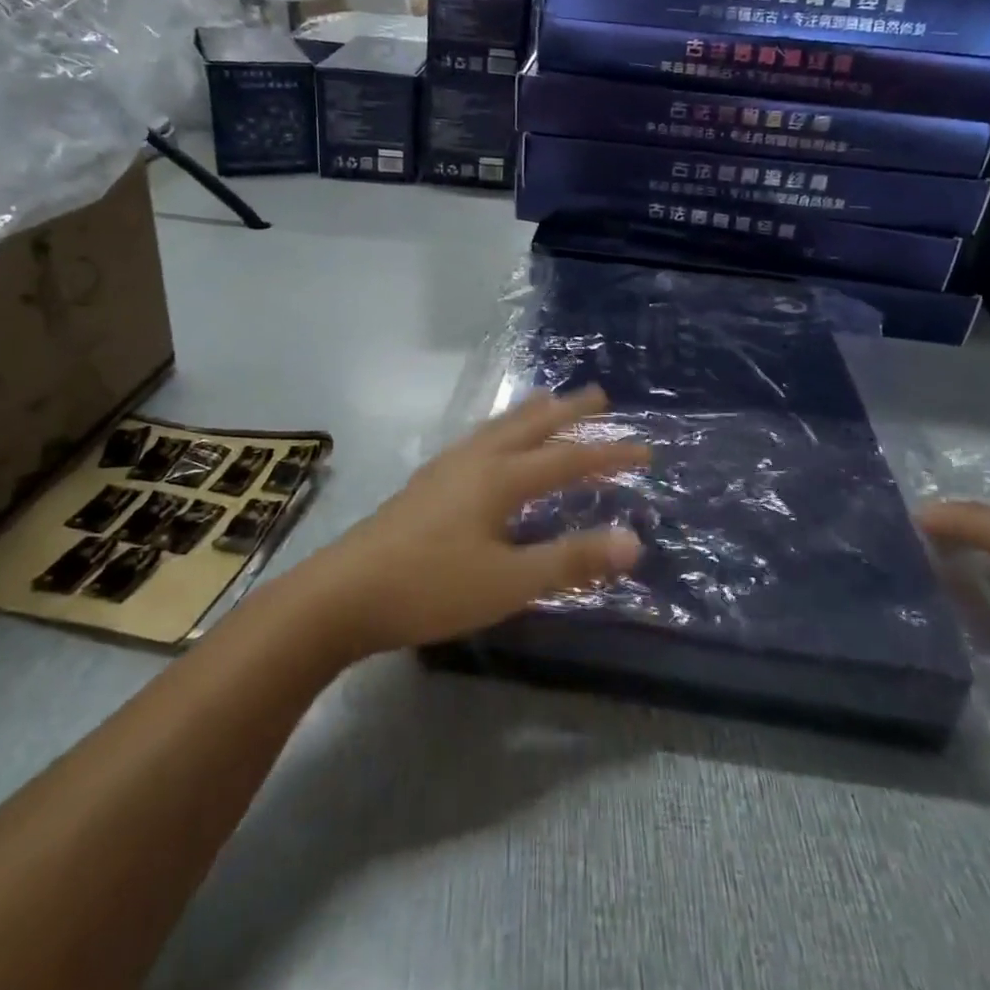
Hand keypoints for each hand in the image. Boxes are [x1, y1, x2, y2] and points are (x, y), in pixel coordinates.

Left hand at [298, 386, 647, 657]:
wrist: (343, 593)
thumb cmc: (432, 587)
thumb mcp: (510, 582)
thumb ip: (571, 560)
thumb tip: (633, 540)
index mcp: (500, 478)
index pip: (568, 460)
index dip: (609, 455)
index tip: (645, 450)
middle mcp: (475, 461)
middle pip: (530, 426)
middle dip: (568, 412)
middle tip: (599, 395)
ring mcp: (445, 469)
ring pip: (498, 428)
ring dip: (530, 414)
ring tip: (547, 402)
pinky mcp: (425, 484)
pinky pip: (477, 441)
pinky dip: (500, 431)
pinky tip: (489, 446)